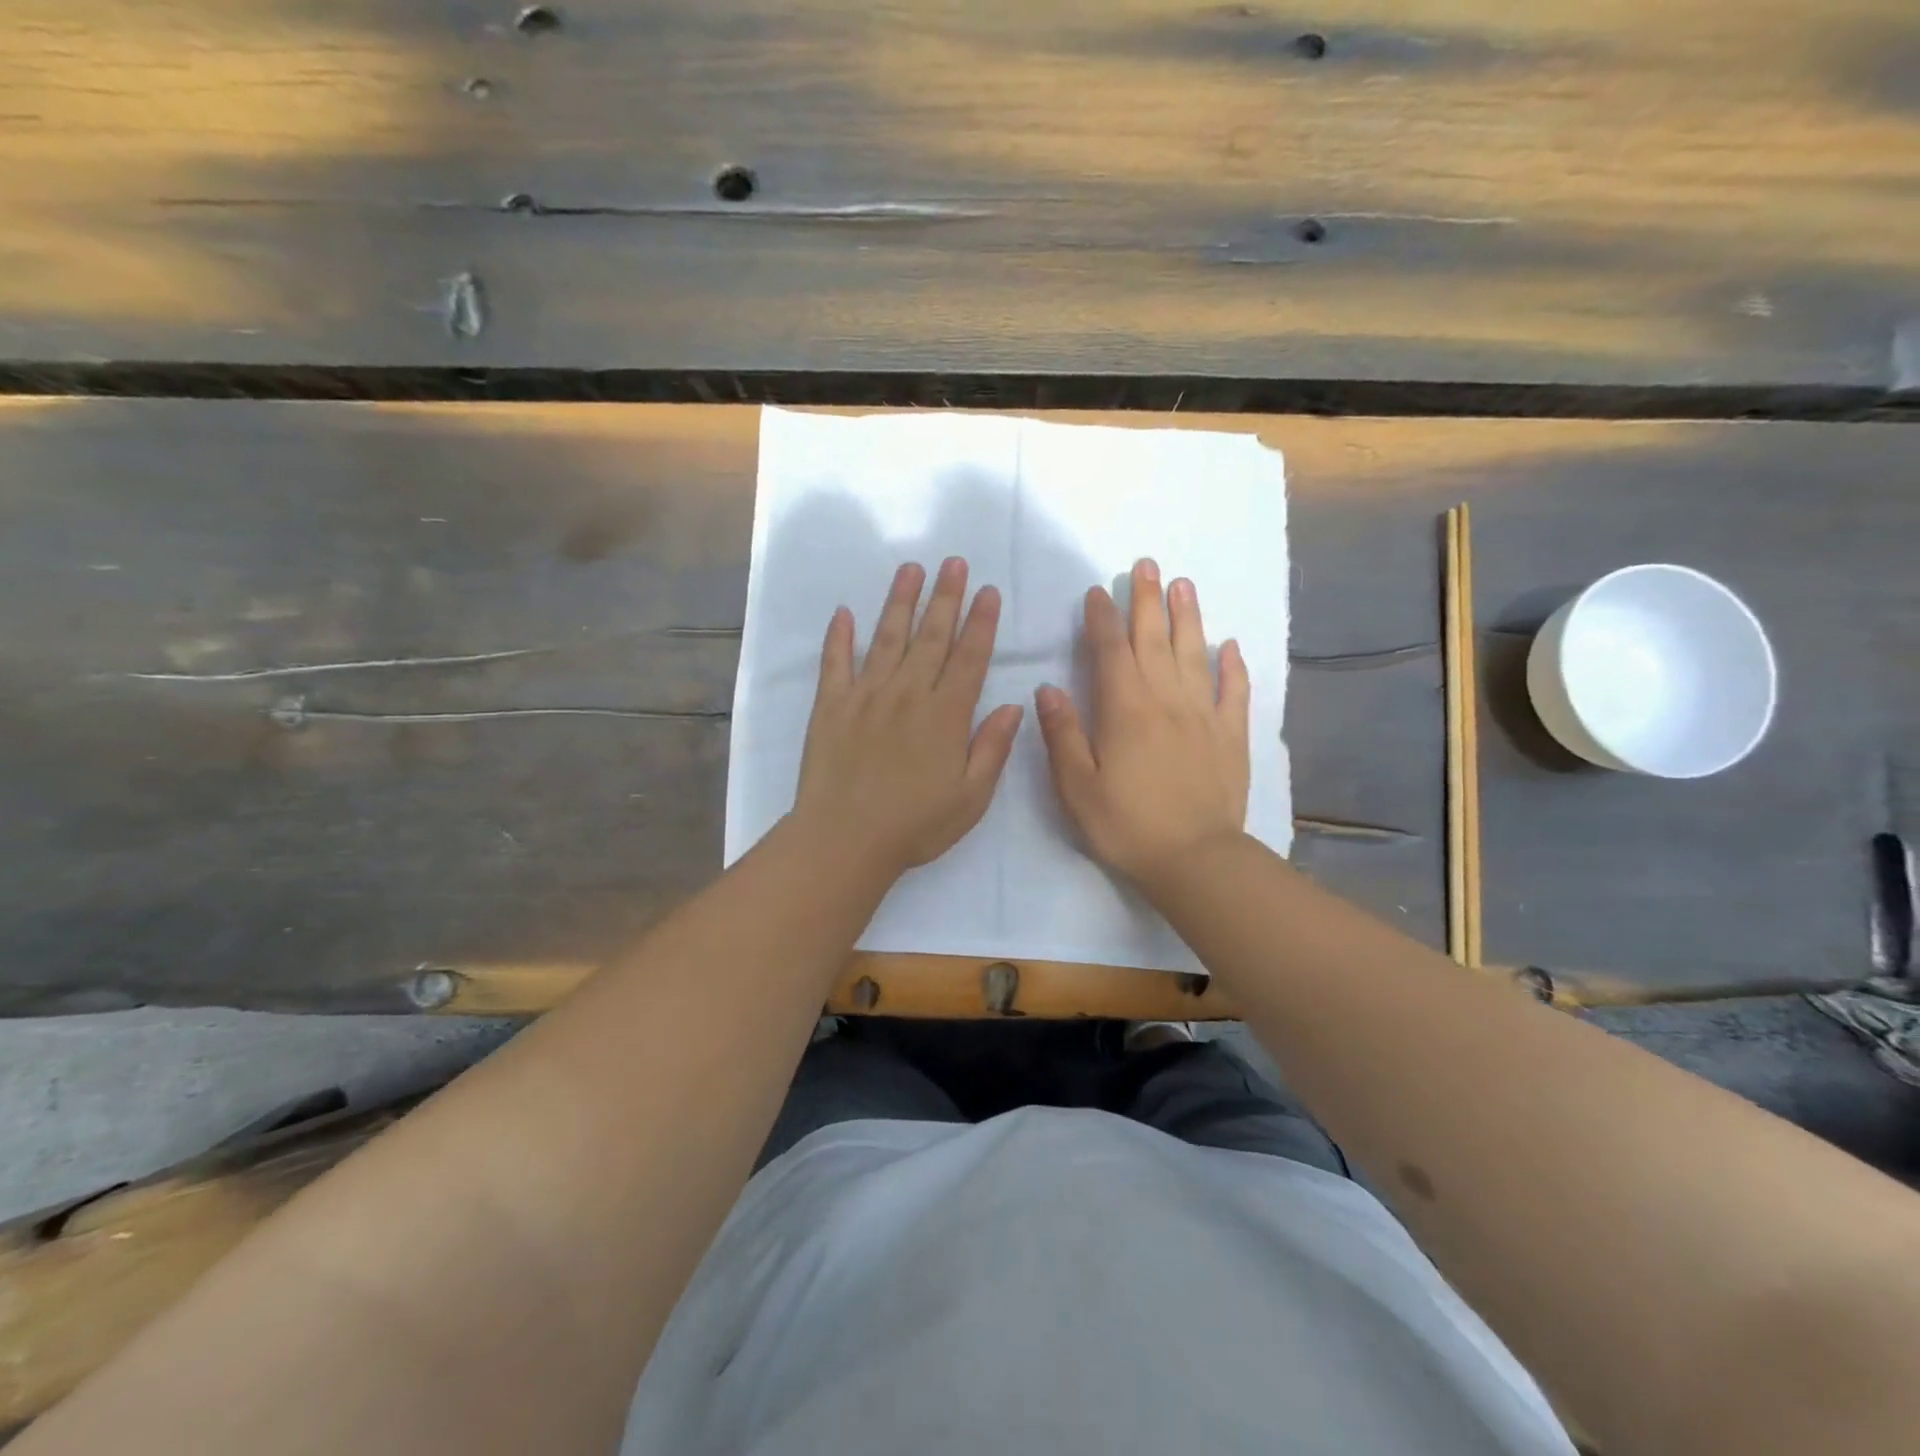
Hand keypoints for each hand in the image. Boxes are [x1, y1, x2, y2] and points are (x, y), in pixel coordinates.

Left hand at [794, 557, 1023, 878]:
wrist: (845, 839)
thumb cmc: (915, 825)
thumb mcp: (971, 797)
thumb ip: (993, 747)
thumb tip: (1014, 705)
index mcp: (945, 714)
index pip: (969, 657)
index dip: (980, 622)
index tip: (987, 591)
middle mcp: (907, 693)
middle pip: (931, 636)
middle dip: (945, 597)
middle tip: (954, 562)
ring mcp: (865, 695)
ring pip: (886, 638)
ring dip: (900, 601)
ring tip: (910, 568)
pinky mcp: (830, 706)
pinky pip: (834, 663)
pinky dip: (839, 636)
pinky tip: (844, 612)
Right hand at [1035, 558, 1249, 884]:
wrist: (1195, 859)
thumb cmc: (1126, 825)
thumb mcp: (1077, 786)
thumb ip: (1063, 734)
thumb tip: (1048, 688)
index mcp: (1125, 710)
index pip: (1110, 651)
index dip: (1101, 618)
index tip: (1097, 591)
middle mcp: (1166, 700)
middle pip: (1154, 640)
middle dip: (1146, 600)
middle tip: (1146, 565)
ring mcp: (1203, 715)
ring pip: (1194, 654)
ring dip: (1188, 617)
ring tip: (1183, 585)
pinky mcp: (1231, 735)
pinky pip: (1234, 691)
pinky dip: (1232, 666)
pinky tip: (1229, 646)